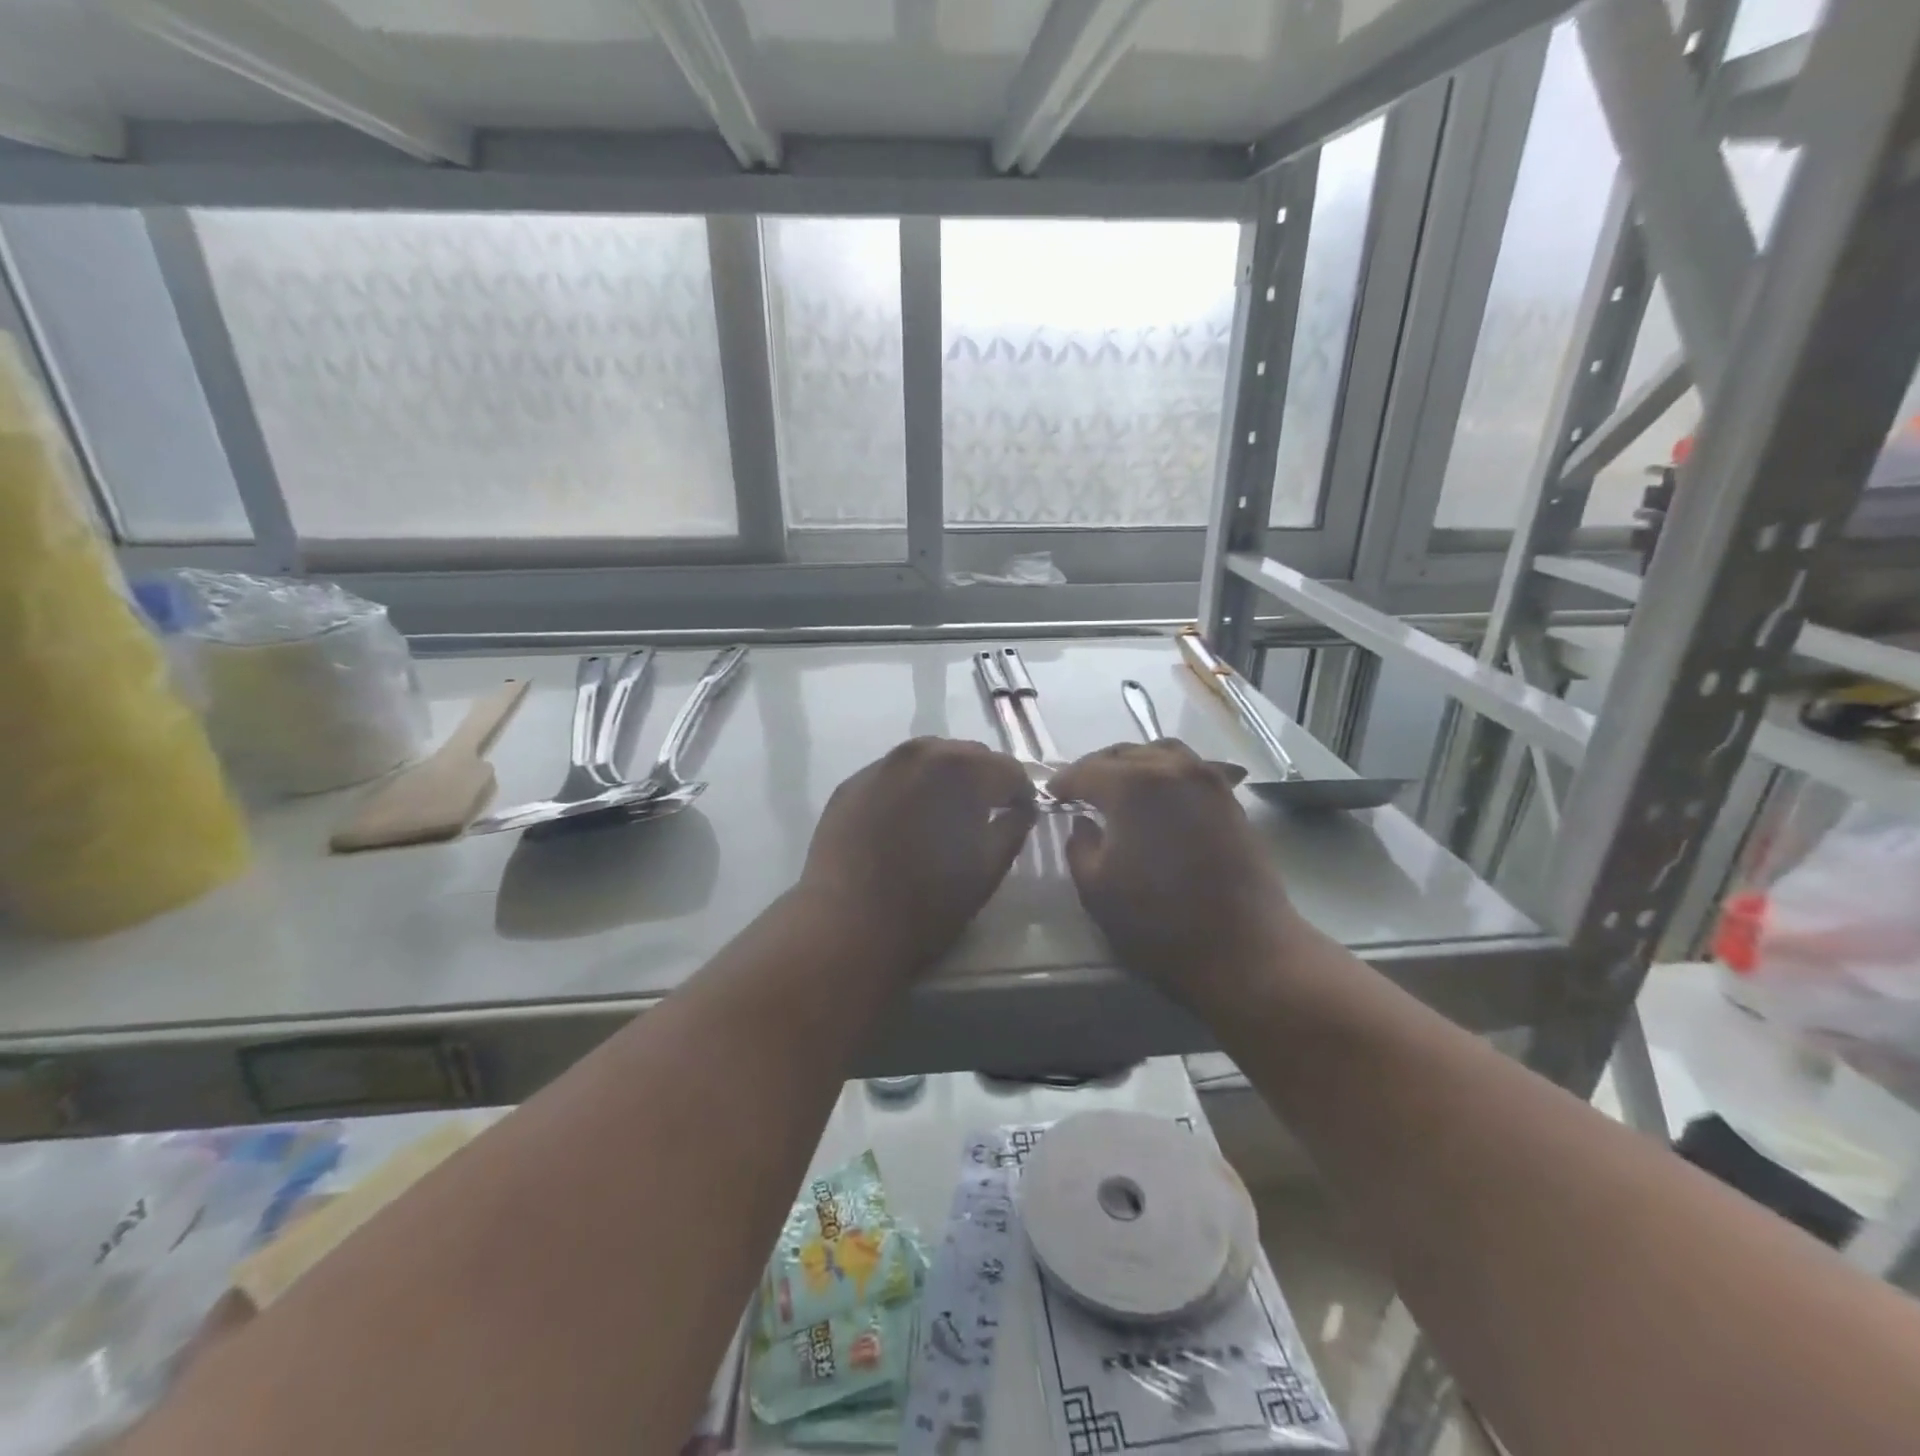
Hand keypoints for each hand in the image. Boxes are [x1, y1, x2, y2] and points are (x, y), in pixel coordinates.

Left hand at [799, 738, 1036, 971]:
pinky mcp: (850, 784)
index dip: (1021, 793)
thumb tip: (1021, 809)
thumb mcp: (987, 869)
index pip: (1007, 769)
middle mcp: (920, 753)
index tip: (1020, 815)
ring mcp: (880, 765)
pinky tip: (904, 823)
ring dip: (944, 780)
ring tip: (944, 816)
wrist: (847, 926)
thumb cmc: (928, 903)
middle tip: (985, 815)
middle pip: (967, 755)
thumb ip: (1013, 829)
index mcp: (961, 770)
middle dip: (983, 780)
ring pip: (927, 760)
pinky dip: (908, 790)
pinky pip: (893, 776)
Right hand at [1051, 741, 1297, 1009]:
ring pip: (1160, 753)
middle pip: (1124, 754)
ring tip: (1119, 788)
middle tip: (1080, 791)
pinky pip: (1190, 769)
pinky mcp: (1230, 799)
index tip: (1051, 795)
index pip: (1086, 771)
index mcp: (1132, 786)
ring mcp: (1207, 781)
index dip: (1063, 782)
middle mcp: (1171, 769)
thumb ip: (1079, 848)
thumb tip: (1083, 824)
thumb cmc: (1159, 923)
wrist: (1245, 950)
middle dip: (1096, 769)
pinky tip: (1159, 797)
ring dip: (1133, 764)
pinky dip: (1166, 773)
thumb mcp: (1097, 890)